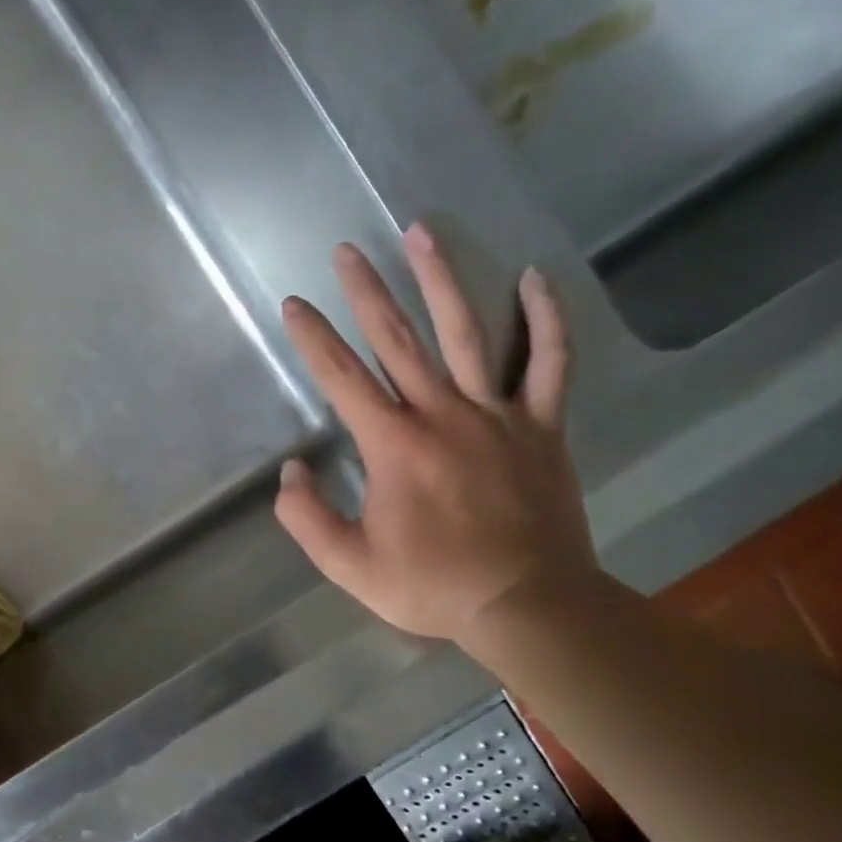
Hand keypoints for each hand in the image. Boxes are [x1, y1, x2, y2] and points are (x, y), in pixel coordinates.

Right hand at [274, 224, 596, 643]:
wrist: (530, 607)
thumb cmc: (432, 586)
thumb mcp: (348, 565)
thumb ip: (306, 516)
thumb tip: (291, 471)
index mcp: (394, 446)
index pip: (343, 378)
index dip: (313, 338)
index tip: (294, 304)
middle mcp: (443, 415)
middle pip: (399, 340)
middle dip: (366, 291)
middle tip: (346, 250)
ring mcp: (498, 416)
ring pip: (469, 334)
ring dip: (442, 280)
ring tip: (422, 234)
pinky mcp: (542, 428)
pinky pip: (550, 364)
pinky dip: (545, 321)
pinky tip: (533, 279)